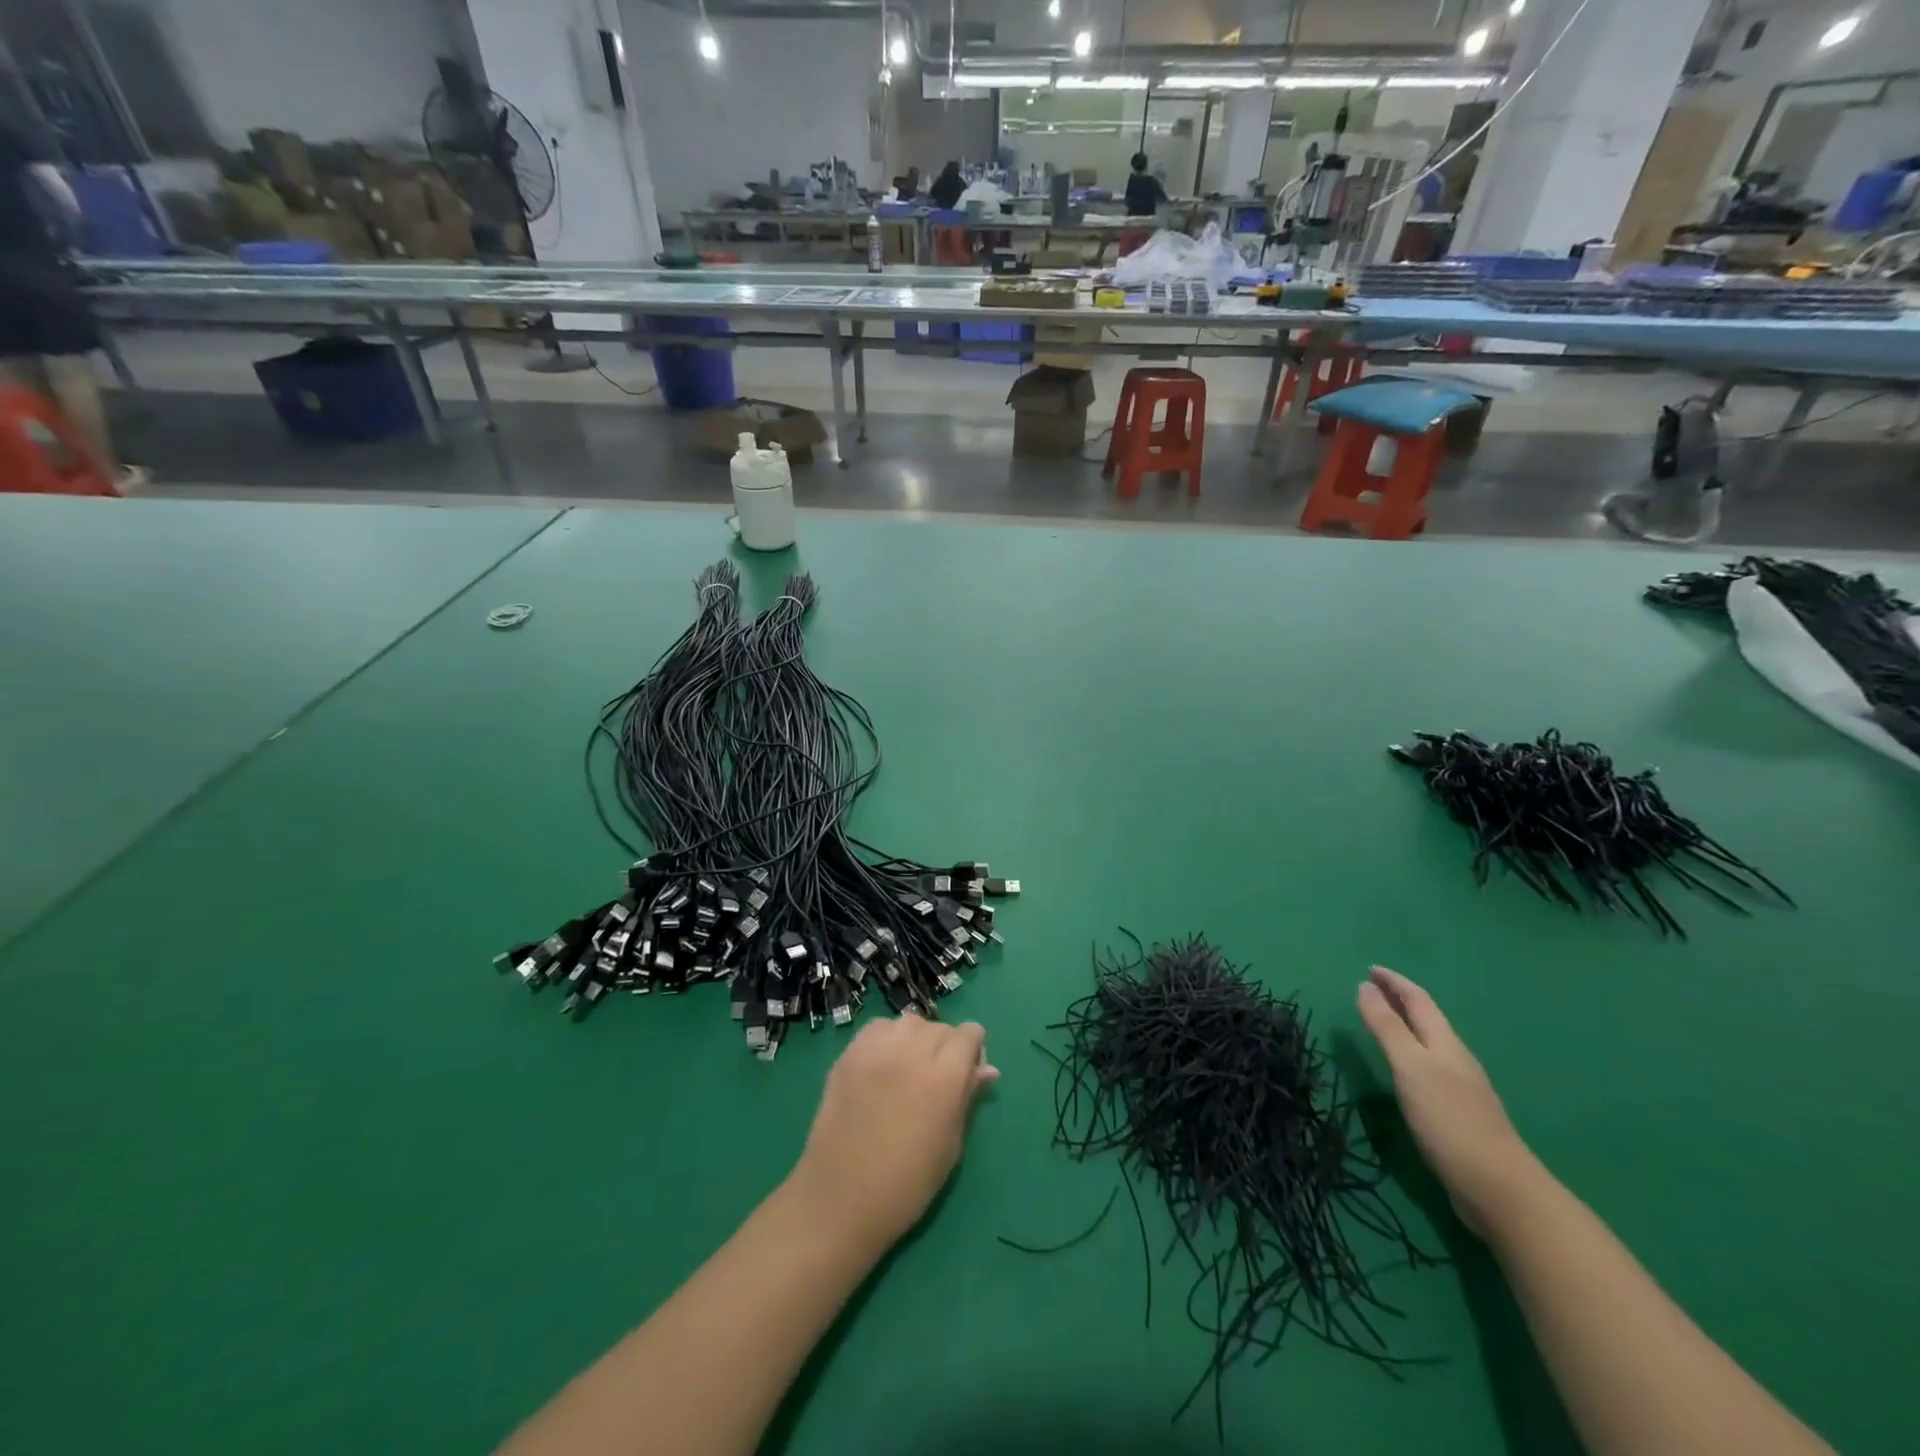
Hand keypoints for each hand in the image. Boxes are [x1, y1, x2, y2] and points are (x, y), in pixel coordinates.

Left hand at [788, 1014, 998, 1254]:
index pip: (969, 1034)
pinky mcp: (849, 1053)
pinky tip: (883, 1065)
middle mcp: (913, 1051)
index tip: (968, 1072)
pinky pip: (878, 1028)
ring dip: (917, 1039)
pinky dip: (887, 1038)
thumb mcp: (950, 1145)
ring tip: (909, 1069)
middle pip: (940, 1027)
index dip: (973, 1050)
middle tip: (937, 1080)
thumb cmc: (906, 1184)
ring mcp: (877, 1049)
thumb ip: (968, 1098)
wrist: (840, 1199)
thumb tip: (987, 1069)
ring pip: (909, 1022)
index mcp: (944, 1077)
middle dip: (947, 1046)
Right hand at [1356, 966, 1540, 1237]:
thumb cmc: (1449, 1120)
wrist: (1498, 1188)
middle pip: (1428, 1019)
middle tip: (1371, 989)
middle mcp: (1456, 1059)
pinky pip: (1431, 1068)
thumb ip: (1386, 1027)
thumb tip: (1364, 985)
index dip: (1394, 982)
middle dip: (1400, 1000)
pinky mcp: (1460, 1114)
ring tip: (1383, 1023)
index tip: (1370, 969)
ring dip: (1406, 1026)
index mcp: (1445, 1043)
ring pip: (1431, 1044)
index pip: (1418, 1000)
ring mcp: (1462, 1088)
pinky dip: (1412, 1054)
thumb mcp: (1410, 1067)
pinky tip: (1406, 1071)